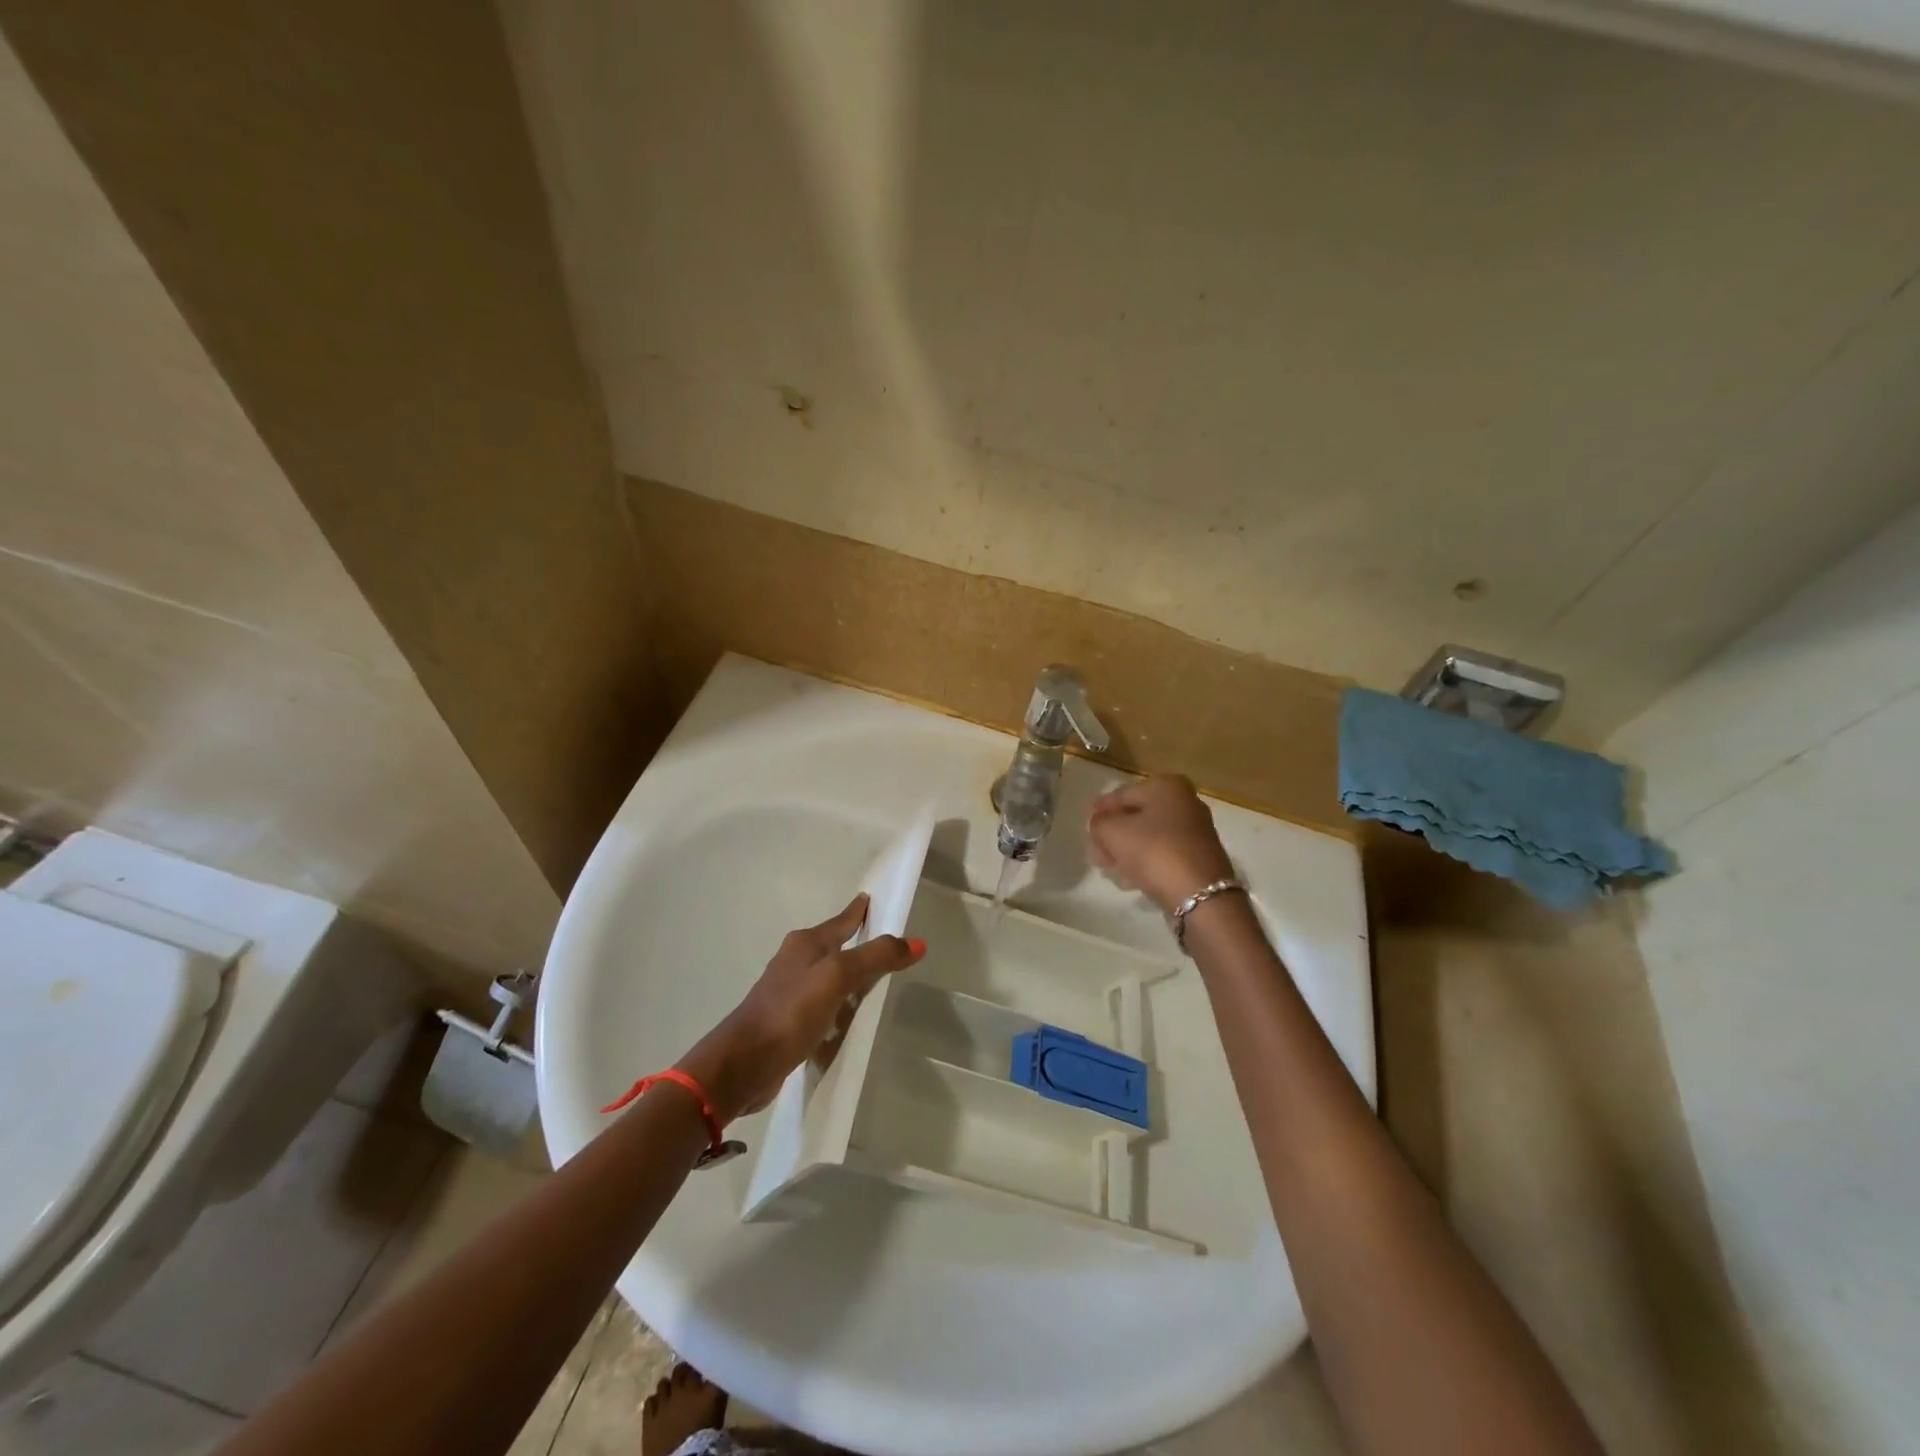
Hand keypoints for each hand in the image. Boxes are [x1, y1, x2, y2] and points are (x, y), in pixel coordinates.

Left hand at [676, 894, 924, 1121]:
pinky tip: (849, 1020)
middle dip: (858, 944)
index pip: (842, 920)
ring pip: (829, 977)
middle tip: (888, 944)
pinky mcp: (788, 1022)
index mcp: (806, 943)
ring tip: (876, 983)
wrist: (743, 1064)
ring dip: (849, 978)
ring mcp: (789, 992)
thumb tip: (917, 942)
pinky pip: (823, 1006)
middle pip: (835, 946)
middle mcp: (796, 961)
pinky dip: (839, 1006)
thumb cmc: (791, 1011)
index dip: (860, 910)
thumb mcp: (838, 977)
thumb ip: (876, 957)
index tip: (874, 898)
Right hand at [1087, 775, 1236, 914]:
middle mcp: (1186, 802)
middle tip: (1094, 849)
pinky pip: (1163, 854)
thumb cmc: (1154, 851)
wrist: (1200, 895)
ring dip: (1127, 849)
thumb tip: (1099, 825)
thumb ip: (1098, 823)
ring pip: (1150, 836)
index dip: (1100, 809)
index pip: (1123, 794)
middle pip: (1138, 815)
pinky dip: (1145, 862)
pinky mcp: (1199, 858)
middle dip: (1113, 832)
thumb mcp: (1113, 832)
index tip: (1085, 824)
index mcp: (1167, 786)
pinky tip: (1129, 878)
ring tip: (1109, 866)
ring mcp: (1195, 831)